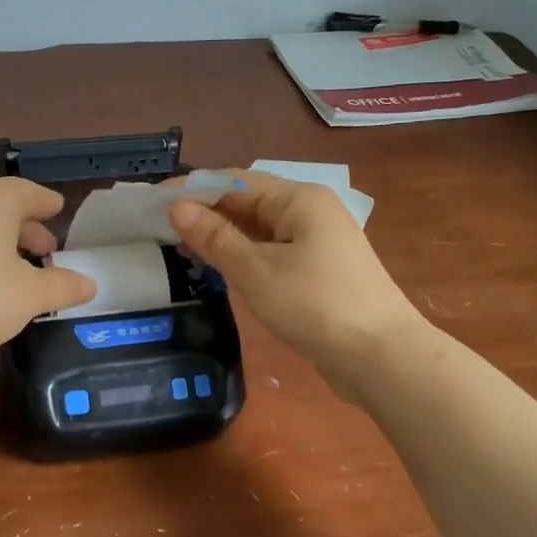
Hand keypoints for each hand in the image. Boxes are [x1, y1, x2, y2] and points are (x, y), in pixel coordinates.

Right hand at [168, 169, 424, 392]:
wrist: (379, 355)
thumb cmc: (315, 304)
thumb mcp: (256, 270)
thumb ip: (215, 237)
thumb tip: (177, 207)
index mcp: (299, 199)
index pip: (237, 180)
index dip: (195, 188)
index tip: (157, 201)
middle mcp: (311, 212)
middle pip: (250, 203)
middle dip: (208, 214)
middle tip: (164, 231)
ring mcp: (319, 243)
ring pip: (261, 231)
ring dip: (225, 238)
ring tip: (185, 252)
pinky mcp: (320, 272)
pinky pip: (274, 253)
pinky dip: (246, 258)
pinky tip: (222, 271)